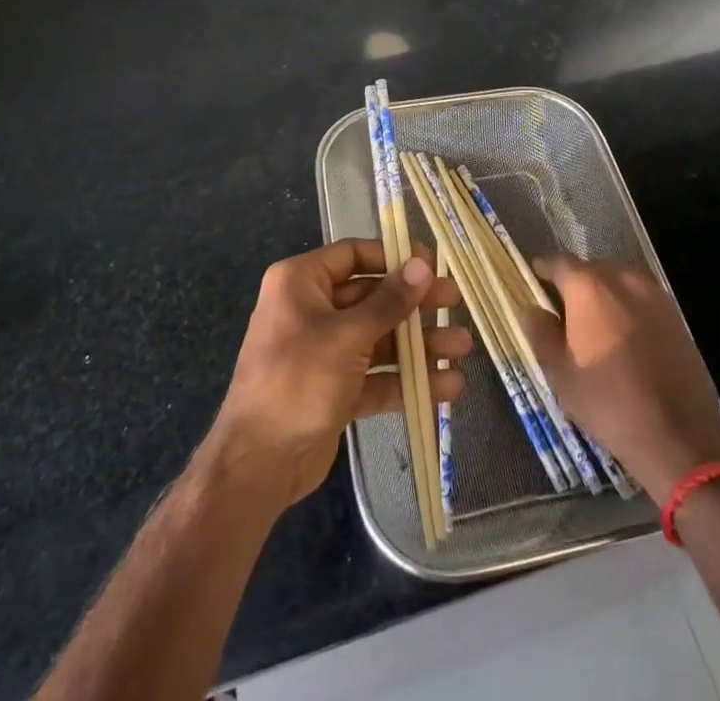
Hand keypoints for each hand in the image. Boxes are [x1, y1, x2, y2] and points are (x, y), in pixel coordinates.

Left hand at [211, 238, 468, 506]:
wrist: (257, 464)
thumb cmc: (298, 380)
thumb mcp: (347, 335)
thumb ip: (389, 301)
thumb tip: (422, 266)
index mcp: (301, 282)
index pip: (354, 255)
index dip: (393, 257)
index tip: (431, 264)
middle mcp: (311, 310)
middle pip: (371, 297)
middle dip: (414, 304)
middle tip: (454, 302)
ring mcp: (324, 351)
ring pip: (378, 338)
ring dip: (418, 345)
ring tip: (462, 348)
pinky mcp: (334, 389)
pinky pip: (375, 375)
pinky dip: (406, 379)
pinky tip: (446, 386)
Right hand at [520, 255, 719, 495]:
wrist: (680, 437)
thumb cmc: (610, 403)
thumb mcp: (561, 374)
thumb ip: (541, 333)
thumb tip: (532, 308)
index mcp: (588, 286)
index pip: (558, 263)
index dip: (542, 272)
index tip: (534, 285)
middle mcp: (622, 277)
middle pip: (590, 269)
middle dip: (575, 285)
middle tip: (563, 313)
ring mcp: (654, 293)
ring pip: (618, 282)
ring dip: (603, 296)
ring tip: (594, 327)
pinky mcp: (675, 314)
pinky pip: (640, 298)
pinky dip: (627, 309)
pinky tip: (623, 339)